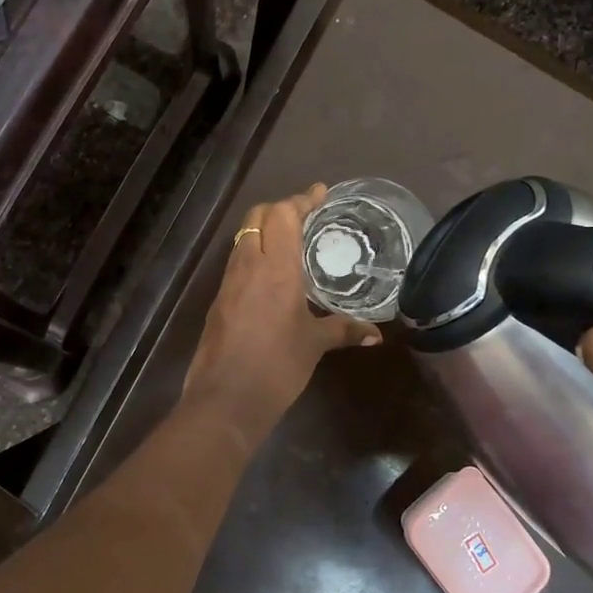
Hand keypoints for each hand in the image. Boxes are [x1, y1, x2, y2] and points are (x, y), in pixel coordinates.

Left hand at [183, 185, 380, 438]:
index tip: (320, 193)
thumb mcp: (314, 345)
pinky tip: (270, 275)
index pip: (283, 215)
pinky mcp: (218, 301)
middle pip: (257, 217)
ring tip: (291, 241)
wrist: (224, 399)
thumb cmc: (276, 366)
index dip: (301, 200)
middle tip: (305, 216)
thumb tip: (375, 334)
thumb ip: (344, 330)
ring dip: (264, 230)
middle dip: (280, 209)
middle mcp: (248, 265)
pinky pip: (237, 262)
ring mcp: (228, 283)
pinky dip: (254, 254)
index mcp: (275, 268)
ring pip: (243, 238)